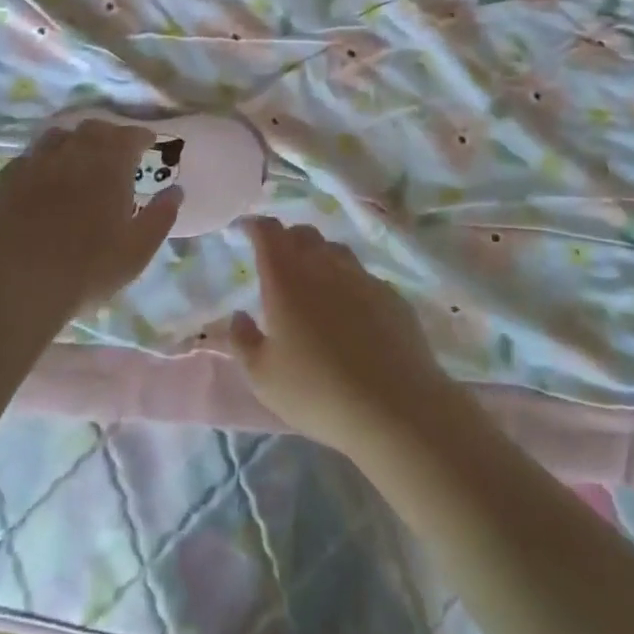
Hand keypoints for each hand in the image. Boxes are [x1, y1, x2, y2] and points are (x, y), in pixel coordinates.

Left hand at [0, 121, 180, 308]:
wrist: (13, 286)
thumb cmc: (85, 270)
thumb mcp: (136, 251)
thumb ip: (160, 217)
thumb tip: (176, 191)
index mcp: (109, 165)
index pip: (129, 135)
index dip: (141, 137)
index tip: (148, 144)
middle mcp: (72, 153)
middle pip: (93, 129)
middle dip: (109, 136)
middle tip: (116, 154)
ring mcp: (35, 163)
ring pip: (58, 136)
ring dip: (74, 142)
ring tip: (78, 162)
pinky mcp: (5, 179)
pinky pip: (29, 157)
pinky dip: (44, 161)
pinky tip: (44, 180)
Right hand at [228, 217, 456, 455]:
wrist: (395, 407)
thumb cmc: (317, 392)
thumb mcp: (263, 377)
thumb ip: (242, 341)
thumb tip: (238, 316)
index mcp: (287, 279)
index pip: (269, 233)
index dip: (255, 226)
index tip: (247, 231)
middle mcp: (324, 267)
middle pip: (304, 234)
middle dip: (286, 238)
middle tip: (277, 259)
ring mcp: (362, 278)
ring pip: (336, 250)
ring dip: (319, 255)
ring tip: (313, 280)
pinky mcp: (391, 296)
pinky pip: (363, 276)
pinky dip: (348, 281)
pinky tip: (350, 310)